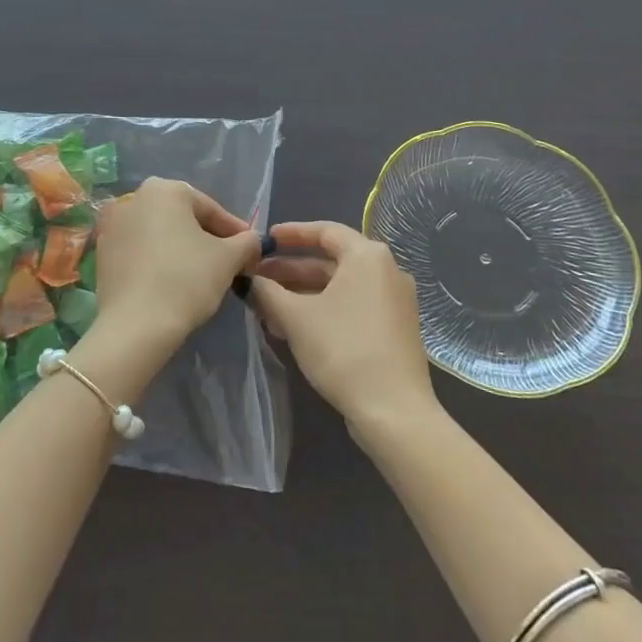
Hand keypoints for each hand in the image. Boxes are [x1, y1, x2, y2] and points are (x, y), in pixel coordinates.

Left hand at [92, 178, 262, 356]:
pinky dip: (157, 259)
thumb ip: (246, 242)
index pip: (210, 208)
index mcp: (165, 189)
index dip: (234, 231)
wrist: (136, 325)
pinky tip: (170, 281)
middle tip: (227, 261)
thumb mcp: (228, 259)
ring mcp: (113, 224)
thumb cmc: (186, 280)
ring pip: (159, 233)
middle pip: (182, 217)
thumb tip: (253, 240)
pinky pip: (139, 250)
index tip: (250, 250)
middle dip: (206, 237)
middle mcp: (134, 197)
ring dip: (181, 248)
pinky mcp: (102, 252)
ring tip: (200, 273)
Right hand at [250, 220, 438, 439]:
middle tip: (257, 278)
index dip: (290, 234)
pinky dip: (323, 309)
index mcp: (367, 256)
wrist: (394, 411)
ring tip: (267, 307)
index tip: (264, 241)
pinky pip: (352, 306)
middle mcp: (386, 270)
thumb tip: (247, 280)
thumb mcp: (296, 317)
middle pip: (330, 261)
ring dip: (302, 293)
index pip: (324, 230)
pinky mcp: (394, 328)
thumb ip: (267, 292)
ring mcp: (394, 301)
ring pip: (339, 287)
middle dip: (290, 270)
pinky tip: (293, 327)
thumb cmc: (343, 350)